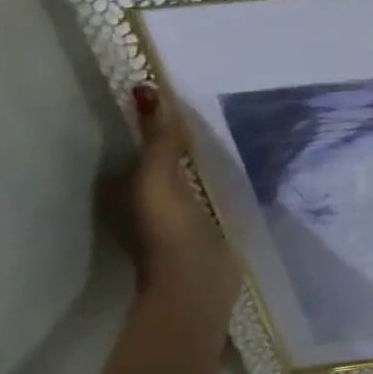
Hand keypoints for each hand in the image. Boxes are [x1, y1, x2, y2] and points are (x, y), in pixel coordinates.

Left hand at [126, 84, 242, 324]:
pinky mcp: (206, 224)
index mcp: (130, 186)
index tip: (183, 90)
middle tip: (214, 102)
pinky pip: (211, 187)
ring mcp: (179, 213)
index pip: (142, 141)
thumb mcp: (159, 179)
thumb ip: (159, 140)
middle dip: (183, 133)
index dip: (157, 117)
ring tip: (234, 126)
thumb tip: (147, 89)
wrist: (197, 284)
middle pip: (166, 155)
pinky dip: (220, 173)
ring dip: (204, 153)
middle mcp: (150, 197)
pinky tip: (241, 163)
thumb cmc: (170, 231)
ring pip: (189, 171)